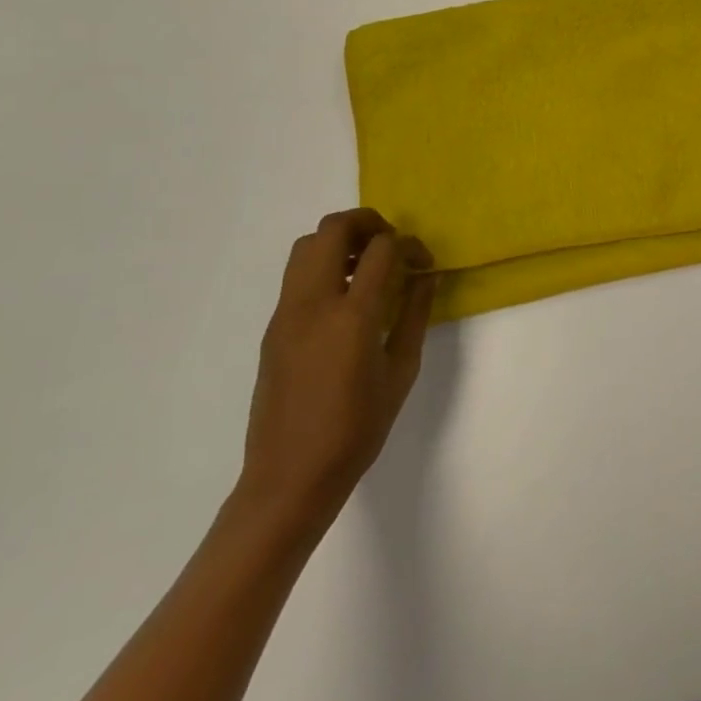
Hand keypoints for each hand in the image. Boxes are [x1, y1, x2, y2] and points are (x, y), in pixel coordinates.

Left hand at [238, 209, 436, 524]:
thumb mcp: (401, 372)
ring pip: (307, 245)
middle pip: (333, 229)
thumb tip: (426, 277)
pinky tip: (346, 297)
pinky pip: (297, 275)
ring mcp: (286, 313)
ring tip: (368, 267)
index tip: (423, 263)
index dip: (408, 245)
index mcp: (352, 317)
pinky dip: (324, 265)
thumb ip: (415, 316)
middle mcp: (313, 304)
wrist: (289, 476)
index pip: (381, 250)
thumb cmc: (356, 429)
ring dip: (341, 241)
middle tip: (392, 246)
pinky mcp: (273, 327)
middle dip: (368, 223)